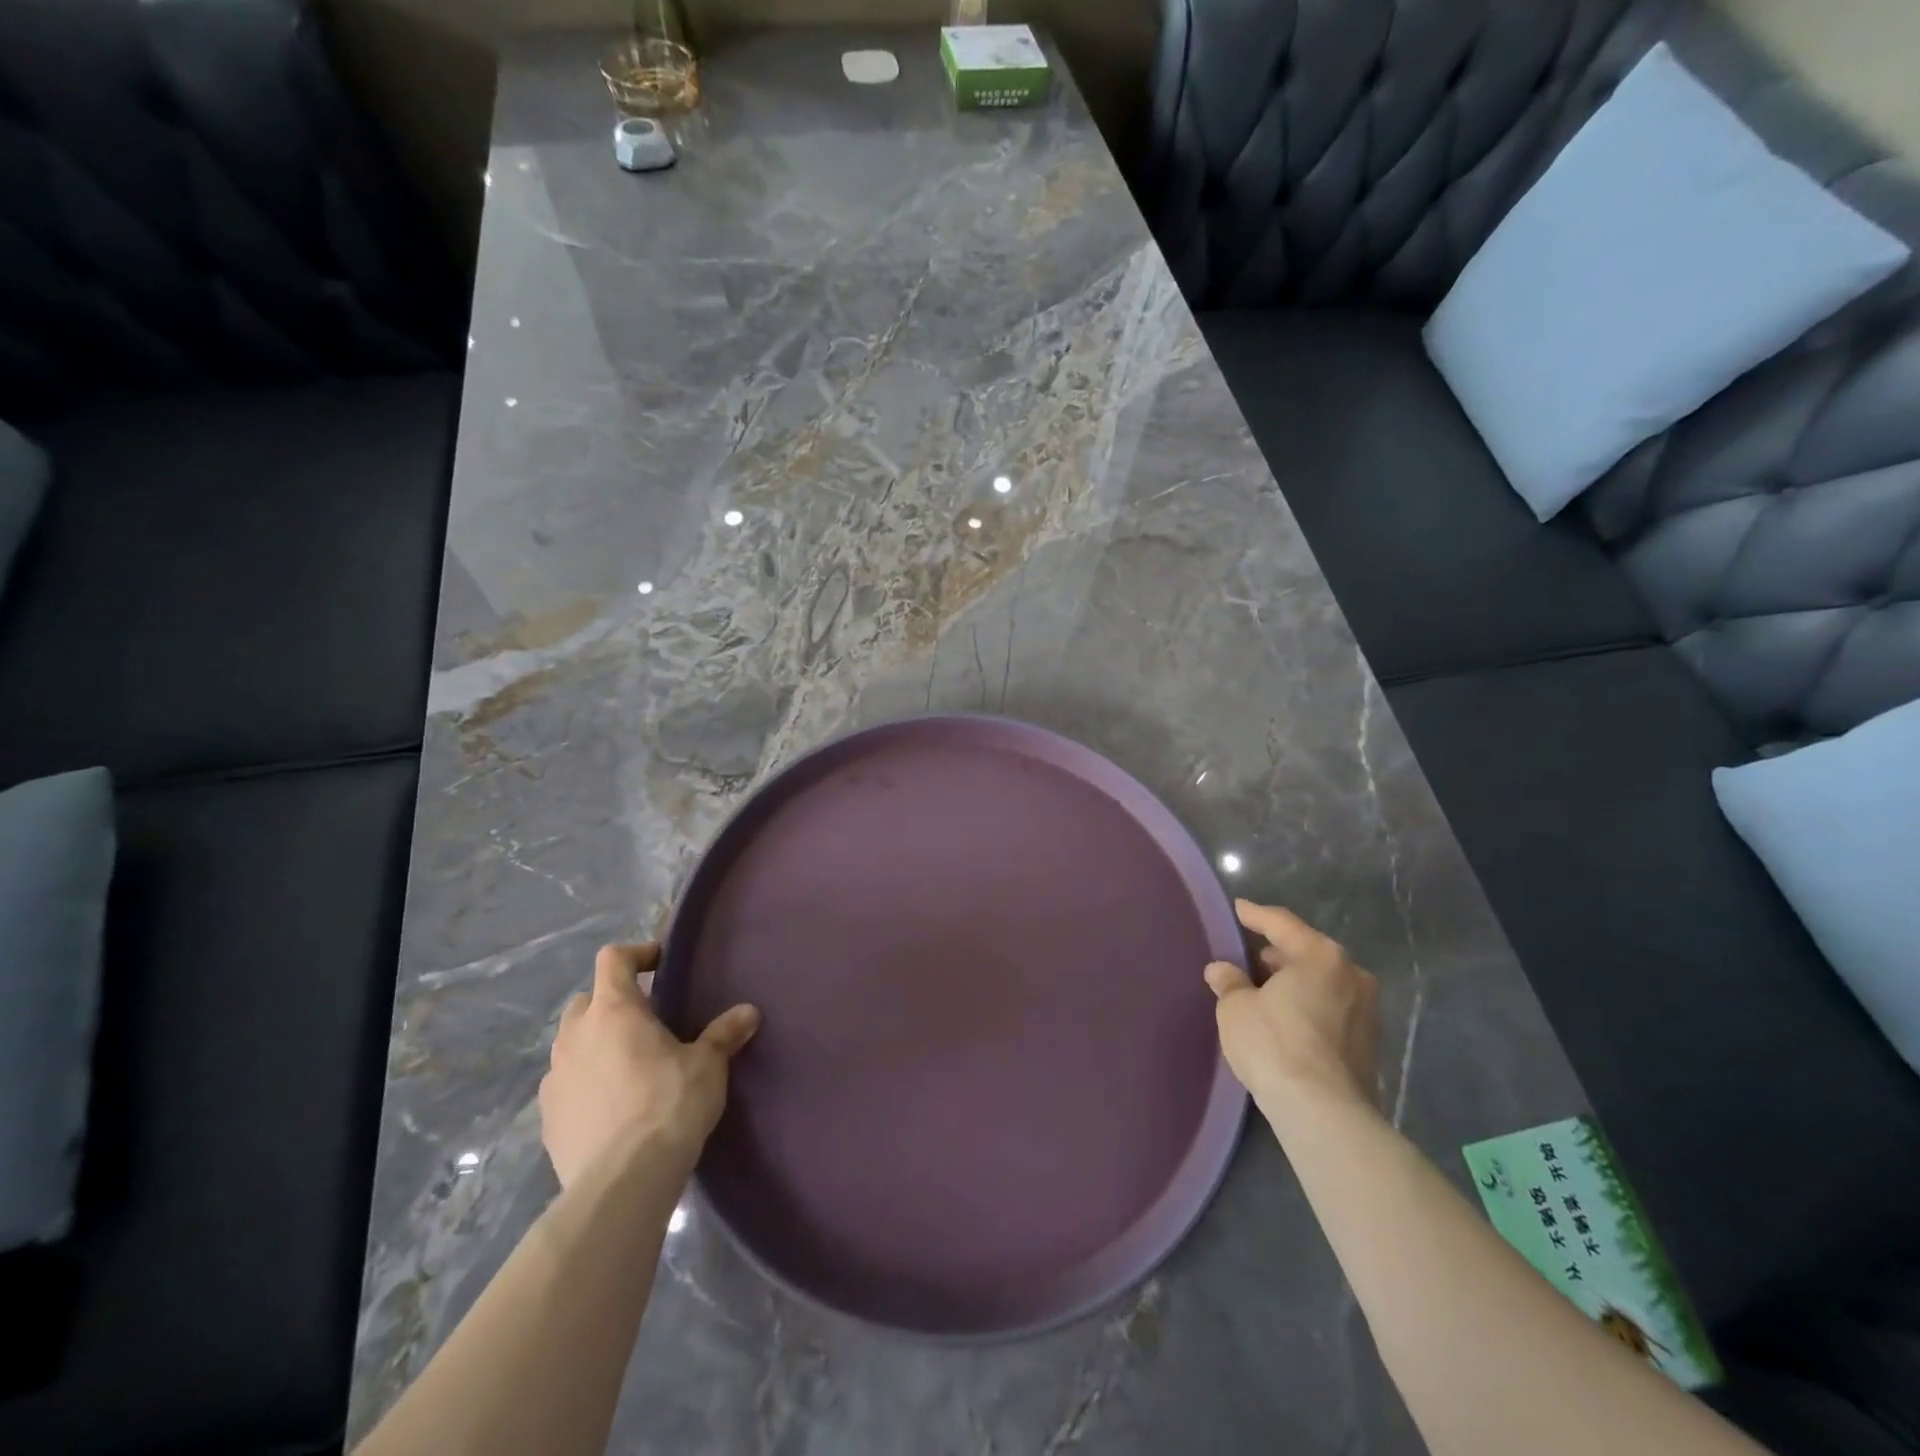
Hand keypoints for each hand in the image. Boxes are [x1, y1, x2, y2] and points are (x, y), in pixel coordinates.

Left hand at [539, 944, 759, 1189]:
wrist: (622, 1181)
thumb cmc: (669, 1104)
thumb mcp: (708, 1065)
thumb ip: (724, 1034)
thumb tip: (748, 1012)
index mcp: (614, 1010)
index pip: (614, 959)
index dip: (637, 954)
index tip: (661, 965)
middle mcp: (575, 1036)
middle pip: (587, 1000)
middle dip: (613, 1003)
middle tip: (647, 1021)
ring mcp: (555, 1078)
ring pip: (572, 1044)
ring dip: (595, 1044)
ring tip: (629, 1066)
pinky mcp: (546, 1119)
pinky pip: (565, 1085)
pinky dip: (585, 1084)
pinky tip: (611, 1106)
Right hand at [1204, 901, 1379, 1115]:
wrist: (1324, 1112)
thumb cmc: (1274, 1044)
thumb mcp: (1236, 1008)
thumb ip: (1229, 982)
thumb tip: (1222, 970)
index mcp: (1320, 955)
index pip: (1281, 923)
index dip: (1255, 915)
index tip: (1238, 909)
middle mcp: (1352, 974)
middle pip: (1308, 952)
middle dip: (1279, 953)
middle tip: (1251, 958)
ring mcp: (1368, 1010)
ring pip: (1324, 982)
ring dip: (1297, 982)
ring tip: (1267, 991)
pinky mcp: (1371, 1043)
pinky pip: (1334, 1009)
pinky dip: (1311, 1006)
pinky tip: (1289, 1020)